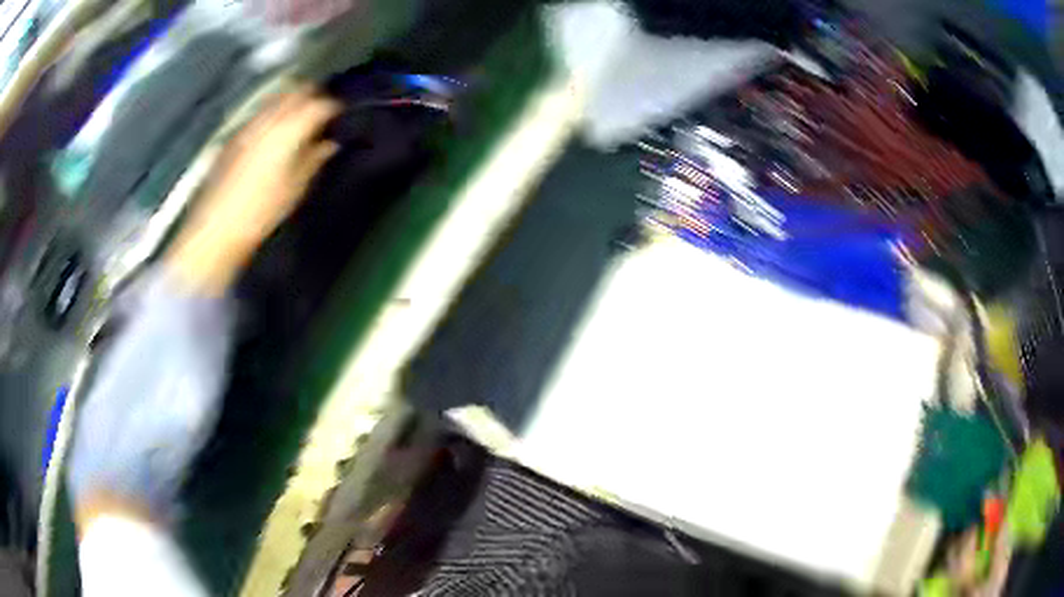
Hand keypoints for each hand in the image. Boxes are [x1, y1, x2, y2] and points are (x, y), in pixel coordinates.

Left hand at [168, 88, 340, 295]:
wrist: (216, 228)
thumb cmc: (260, 213)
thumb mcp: (294, 189)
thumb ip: (313, 160)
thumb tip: (329, 145)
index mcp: (289, 131)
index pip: (318, 106)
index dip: (333, 107)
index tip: (340, 114)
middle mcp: (267, 120)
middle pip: (295, 93)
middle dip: (311, 95)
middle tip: (322, 108)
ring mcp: (248, 127)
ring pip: (275, 99)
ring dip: (290, 101)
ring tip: (299, 115)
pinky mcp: (233, 137)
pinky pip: (259, 114)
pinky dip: (271, 114)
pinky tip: (274, 130)